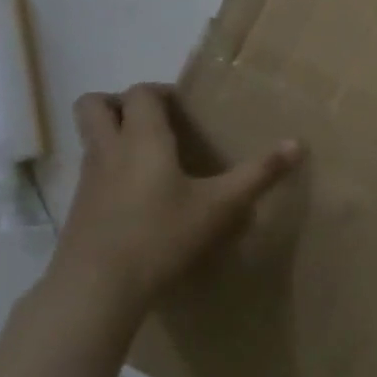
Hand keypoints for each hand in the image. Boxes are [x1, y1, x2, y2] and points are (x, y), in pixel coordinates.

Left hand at [50, 83, 304, 313]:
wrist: (99, 284)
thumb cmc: (163, 234)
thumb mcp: (221, 205)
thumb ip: (259, 173)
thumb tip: (297, 143)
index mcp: (142, 139)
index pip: (140, 92)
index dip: (161, 92)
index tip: (186, 108)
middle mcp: (108, 149)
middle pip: (94, 104)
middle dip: (120, 103)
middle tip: (156, 122)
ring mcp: (88, 179)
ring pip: (90, 138)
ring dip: (113, 135)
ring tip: (151, 158)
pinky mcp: (79, 207)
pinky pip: (92, 171)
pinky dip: (111, 169)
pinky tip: (140, 197)